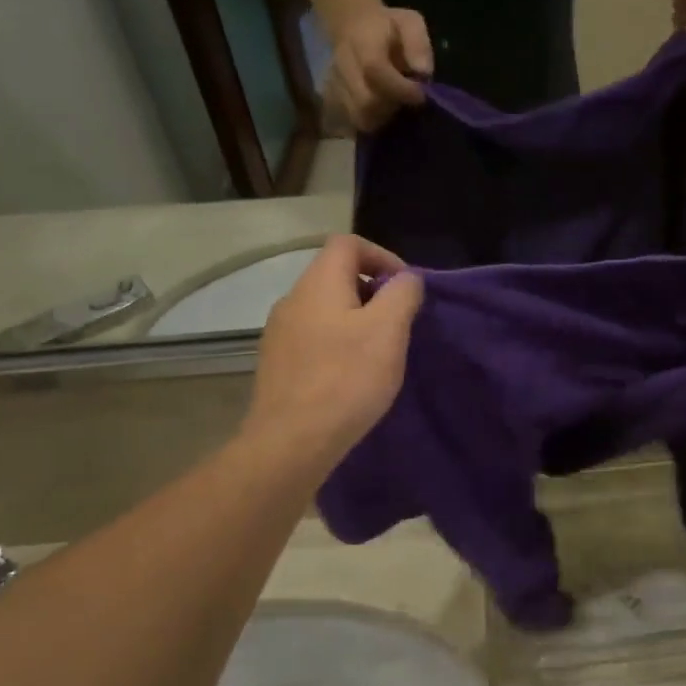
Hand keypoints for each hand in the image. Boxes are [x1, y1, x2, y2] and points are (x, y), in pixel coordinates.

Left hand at [245, 235, 423, 474]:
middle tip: (399, 323)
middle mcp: (292, 300)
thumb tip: (405, 279)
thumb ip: (402, 294)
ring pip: (325, 309)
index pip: (348, 243)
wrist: (292, 442)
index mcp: (318, 284)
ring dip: (357, 320)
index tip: (406, 289)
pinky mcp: (278, 364)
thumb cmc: (346, 379)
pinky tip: (353, 376)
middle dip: (373, 291)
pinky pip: (315, 338)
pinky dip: (339, 343)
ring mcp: (279, 334)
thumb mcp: (388, 331)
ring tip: (380, 352)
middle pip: (336, 275)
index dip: (382, 256)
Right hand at [325, 7, 433, 133]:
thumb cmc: (389, 27)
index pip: (374, 69)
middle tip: (408, 101)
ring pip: (359, 115)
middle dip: (393, 106)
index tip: (421, 94)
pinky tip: (384, 111)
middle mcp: (344, 64)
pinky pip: (354, 120)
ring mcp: (336, 82)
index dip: (400, 87)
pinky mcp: (335, 97)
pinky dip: (373, 121)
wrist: (354, 26)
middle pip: (366, 100)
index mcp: (363, 42)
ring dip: (384, 117)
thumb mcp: (410, 22)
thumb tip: (424, 72)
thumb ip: (418, 44)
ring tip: (396, 105)